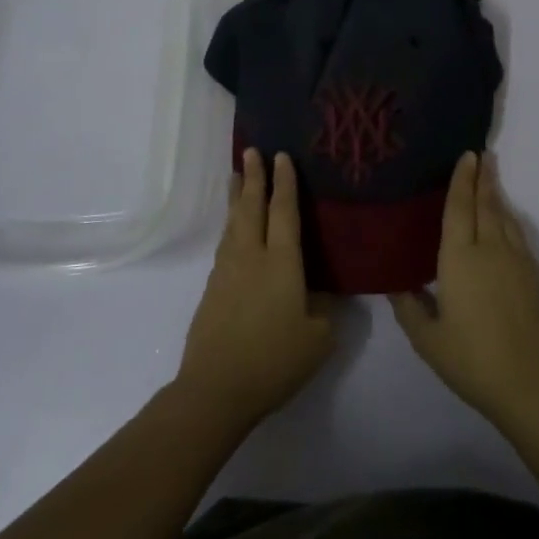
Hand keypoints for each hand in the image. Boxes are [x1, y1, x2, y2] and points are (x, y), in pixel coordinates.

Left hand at [176, 150, 335, 428]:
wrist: (216, 387)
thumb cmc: (274, 361)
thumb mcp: (318, 339)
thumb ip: (325, 312)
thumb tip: (324, 296)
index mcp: (281, 263)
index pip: (284, 212)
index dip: (284, 182)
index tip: (280, 155)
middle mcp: (251, 257)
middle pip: (251, 207)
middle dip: (254, 177)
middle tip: (250, 150)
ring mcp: (227, 271)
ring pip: (233, 223)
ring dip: (237, 198)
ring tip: (237, 177)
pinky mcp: (212, 288)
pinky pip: (225, 244)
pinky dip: (230, 225)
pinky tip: (232, 230)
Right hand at [389, 152, 538, 427]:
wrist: (533, 384)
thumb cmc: (473, 360)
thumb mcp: (428, 340)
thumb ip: (410, 309)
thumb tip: (397, 286)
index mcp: (459, 259)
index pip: (460, 208)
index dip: (462, 180)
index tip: (467, 155)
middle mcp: (490, 250)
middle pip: (486, 205)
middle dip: (482, 178)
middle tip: (481, 154)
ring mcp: (517, 262)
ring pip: (505, 218)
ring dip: (497, 195)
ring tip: (491, 178)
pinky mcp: (534, 277)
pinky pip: (518, 236)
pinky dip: (510, 219)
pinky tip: (507, 222)